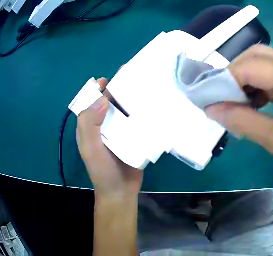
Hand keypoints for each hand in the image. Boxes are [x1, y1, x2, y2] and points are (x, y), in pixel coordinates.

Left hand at [77, 78, 142, 197]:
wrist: (121, 192)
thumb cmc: (102, 171)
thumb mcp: (89, 148)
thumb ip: (89, 124)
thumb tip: (103, 99)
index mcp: (91, 124)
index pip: (93, 100)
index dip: (99, 88)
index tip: (109, 80)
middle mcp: (104, 124)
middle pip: (111, 101)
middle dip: (119, 88)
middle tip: (132, 78)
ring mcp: (119, 130)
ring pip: (125, 108)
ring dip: (133, 98)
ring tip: (146, 87)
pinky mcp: (133, 136)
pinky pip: (136, 120)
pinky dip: (143, 112)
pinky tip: (153, 106)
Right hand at [205, 45, 272, 188]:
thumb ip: (241, 120)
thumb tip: (211, 108)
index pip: (250, 66)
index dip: (224, 79)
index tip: (207, 97)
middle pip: (259, 56)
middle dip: (235, 73)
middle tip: (222, 97)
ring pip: (269, 63)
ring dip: (249, 78)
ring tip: (238, 102)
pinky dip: (264, 85)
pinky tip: (258, 102)